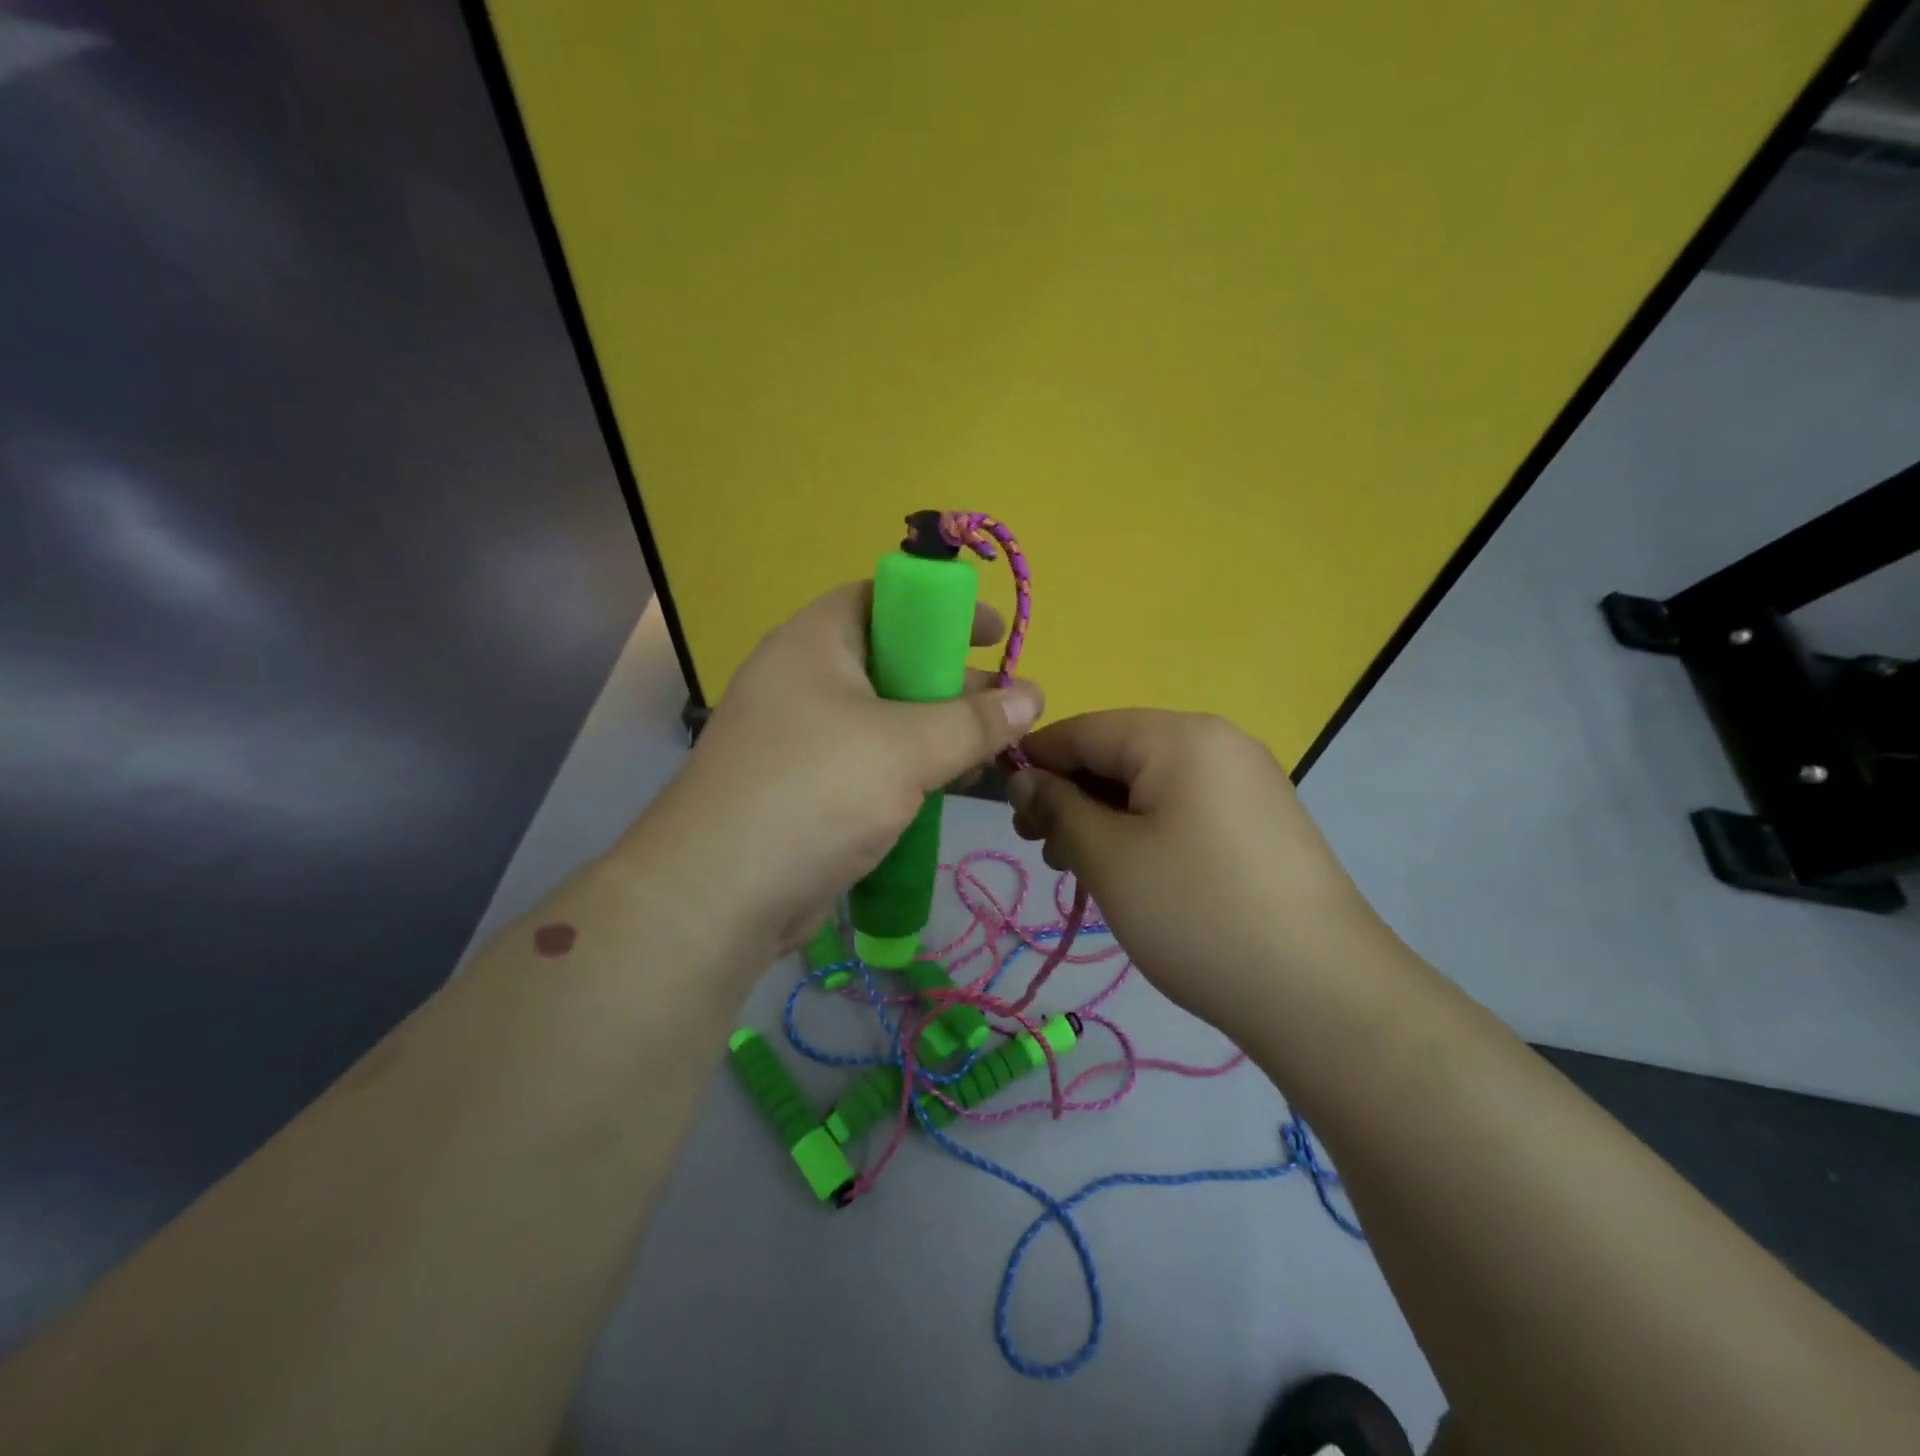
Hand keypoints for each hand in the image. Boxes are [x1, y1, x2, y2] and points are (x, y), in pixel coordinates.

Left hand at [634, 582, 1043, 963]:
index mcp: (815, 642)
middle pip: (890, 659)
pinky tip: (946, 788)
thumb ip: (974, 721)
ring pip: (882, 717)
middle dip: (951, 680)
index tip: (995, 635)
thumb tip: (1033, 696)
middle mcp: (802, 679)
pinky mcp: (803, 787)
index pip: (884, 598)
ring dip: (935, 730)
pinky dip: (907, 768)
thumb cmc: (815, 792)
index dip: (942, 609)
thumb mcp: (906, 748)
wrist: (717, 895)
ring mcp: (799, 736)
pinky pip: (867, 761)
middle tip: (1005, 705)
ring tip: (988, 753)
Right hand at [1006, 710, 1389, 1033]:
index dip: (1035, 762)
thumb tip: (1024, 779)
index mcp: (1179, 736)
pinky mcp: (1259, 822)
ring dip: (1104, 819)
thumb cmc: (1197, 914)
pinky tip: (1130, 875)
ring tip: (1081, 870)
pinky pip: (1182, 809)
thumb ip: (1057, 807)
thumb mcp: (1108, 859)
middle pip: (1118, 754)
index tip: (1002, 806)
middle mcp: (1217, 743)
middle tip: (1044, 851)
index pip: (1084, 729)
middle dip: (1071, 796)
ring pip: (1149, 785)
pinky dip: (1144, 832)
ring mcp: (1245, 782)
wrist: (1322, 994)